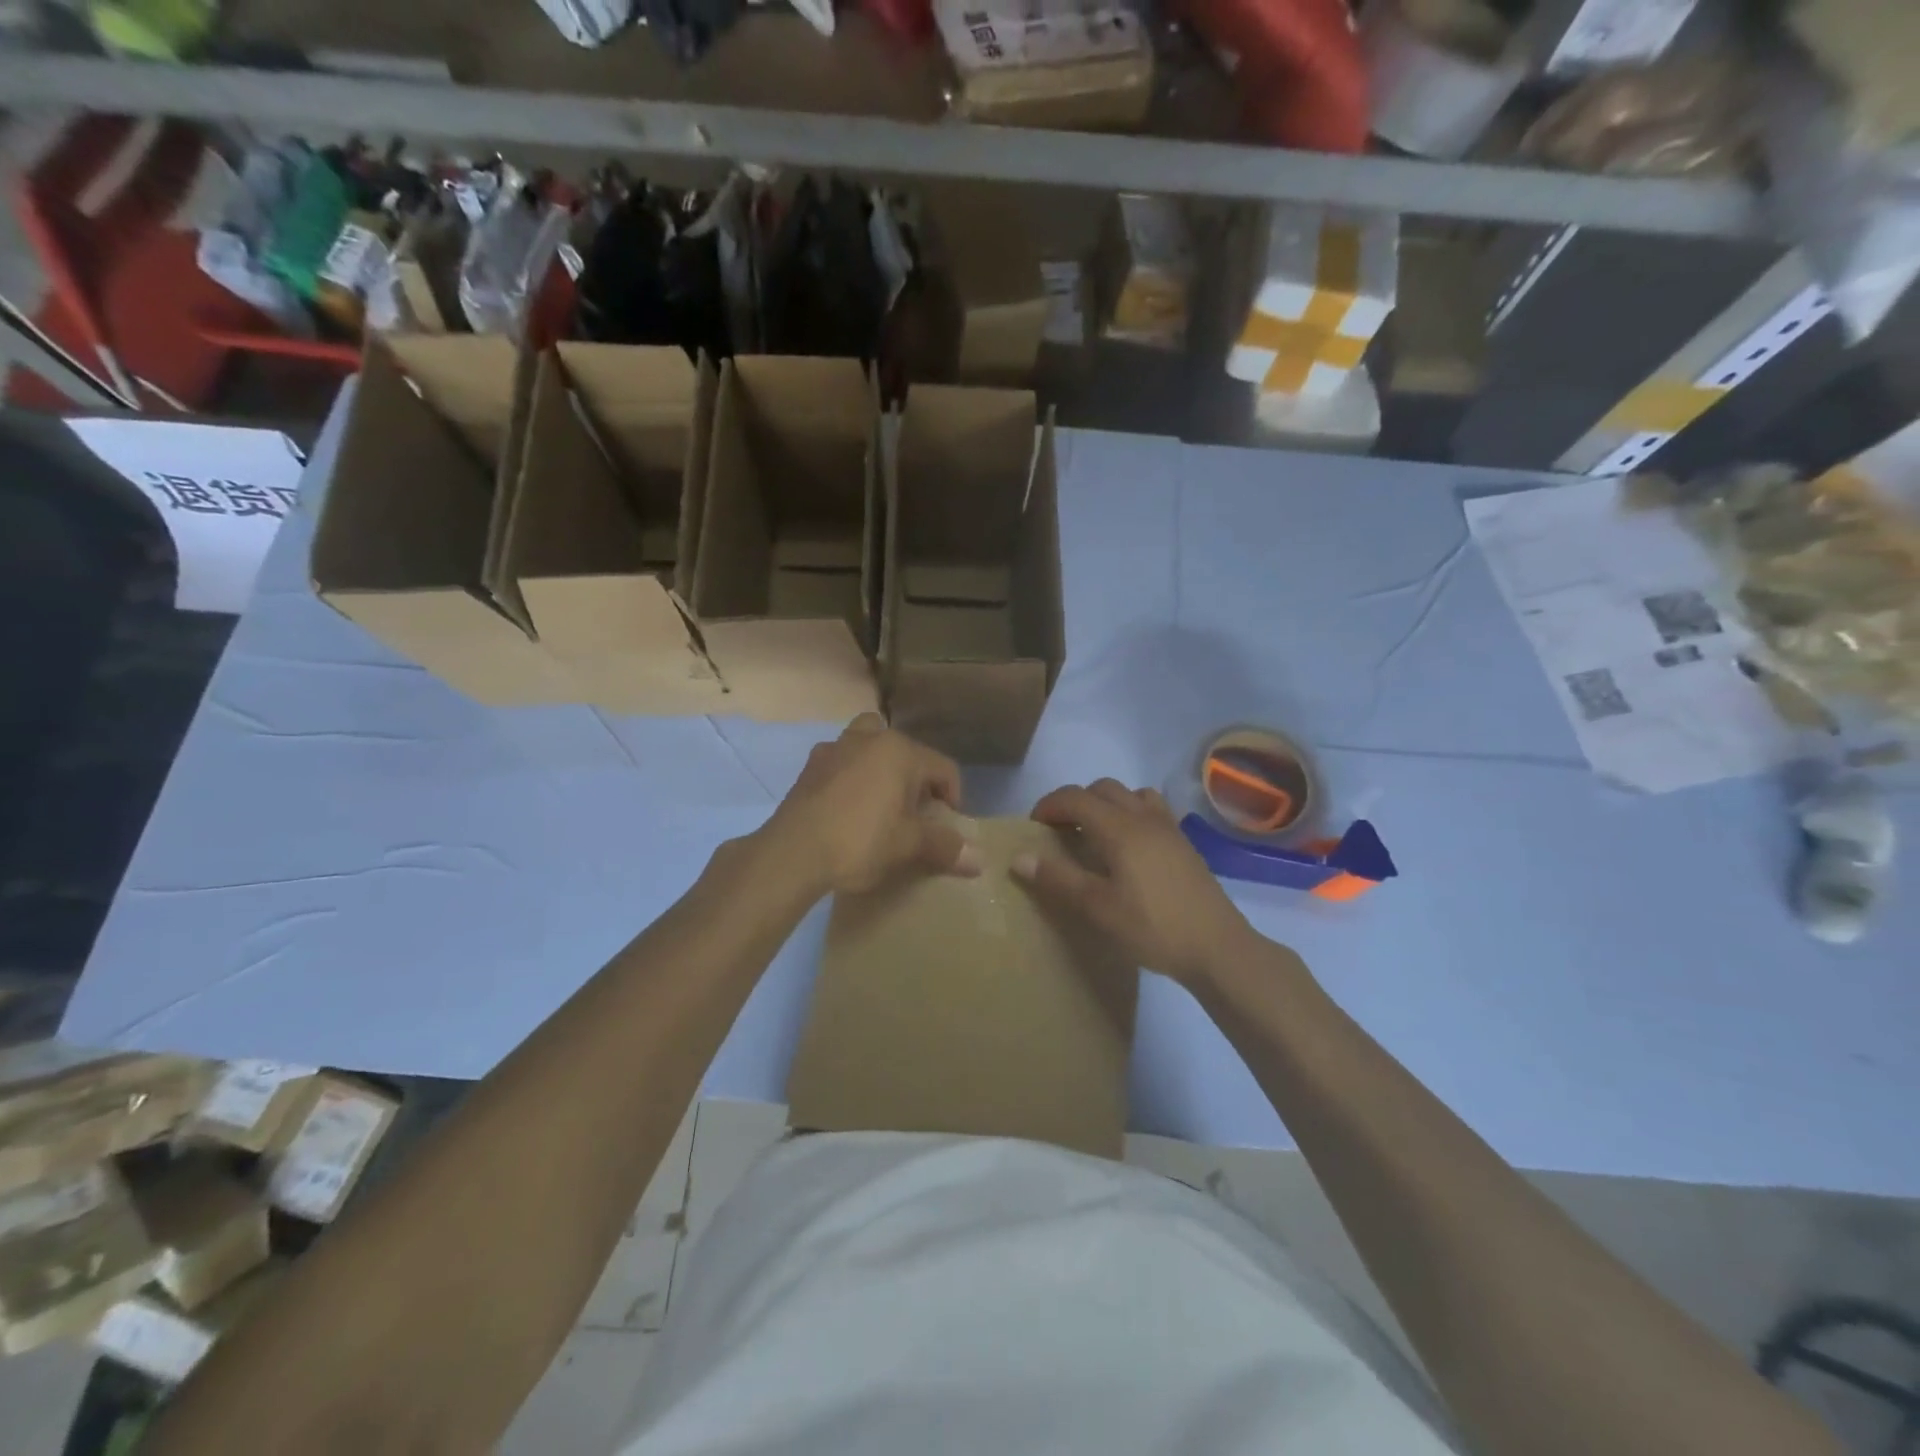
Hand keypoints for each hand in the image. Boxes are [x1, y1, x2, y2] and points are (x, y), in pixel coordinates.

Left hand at [760, 715, 980, 896]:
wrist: (793, 852)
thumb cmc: (860, 841)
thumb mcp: (908, 845)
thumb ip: (945, 846)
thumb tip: (979, 860)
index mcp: (900, 751)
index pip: (943, 768)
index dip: (954, 798)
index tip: (948, 827)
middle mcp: (869, 738)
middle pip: (906, 751)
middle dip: (916, 777)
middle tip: (915, 812)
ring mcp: (835, 748)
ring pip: (869, 745)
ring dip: (880, 767)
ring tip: (881, 802)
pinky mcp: (810, 767)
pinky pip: (841, 762)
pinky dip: (851, 776)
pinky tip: (847, 807)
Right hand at [1012, 779, 1255, 987]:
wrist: (1217, 947)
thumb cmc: (1152, 927)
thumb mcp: (1097, 907)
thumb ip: (1058, 878)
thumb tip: (1019, 857)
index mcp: (1119, 828)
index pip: (1075, 797)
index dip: (1048, 805)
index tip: (1033, 827)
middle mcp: (1143, 817)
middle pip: (1102, 788)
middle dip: (1075, 802)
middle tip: (1059, 832)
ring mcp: (1168, 827)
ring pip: (1130, 794)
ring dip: (1105, 804)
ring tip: (1094, 835)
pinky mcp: (1183, 842)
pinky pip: (1151, 809)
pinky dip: (1130, 813)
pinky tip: (1128, 848)